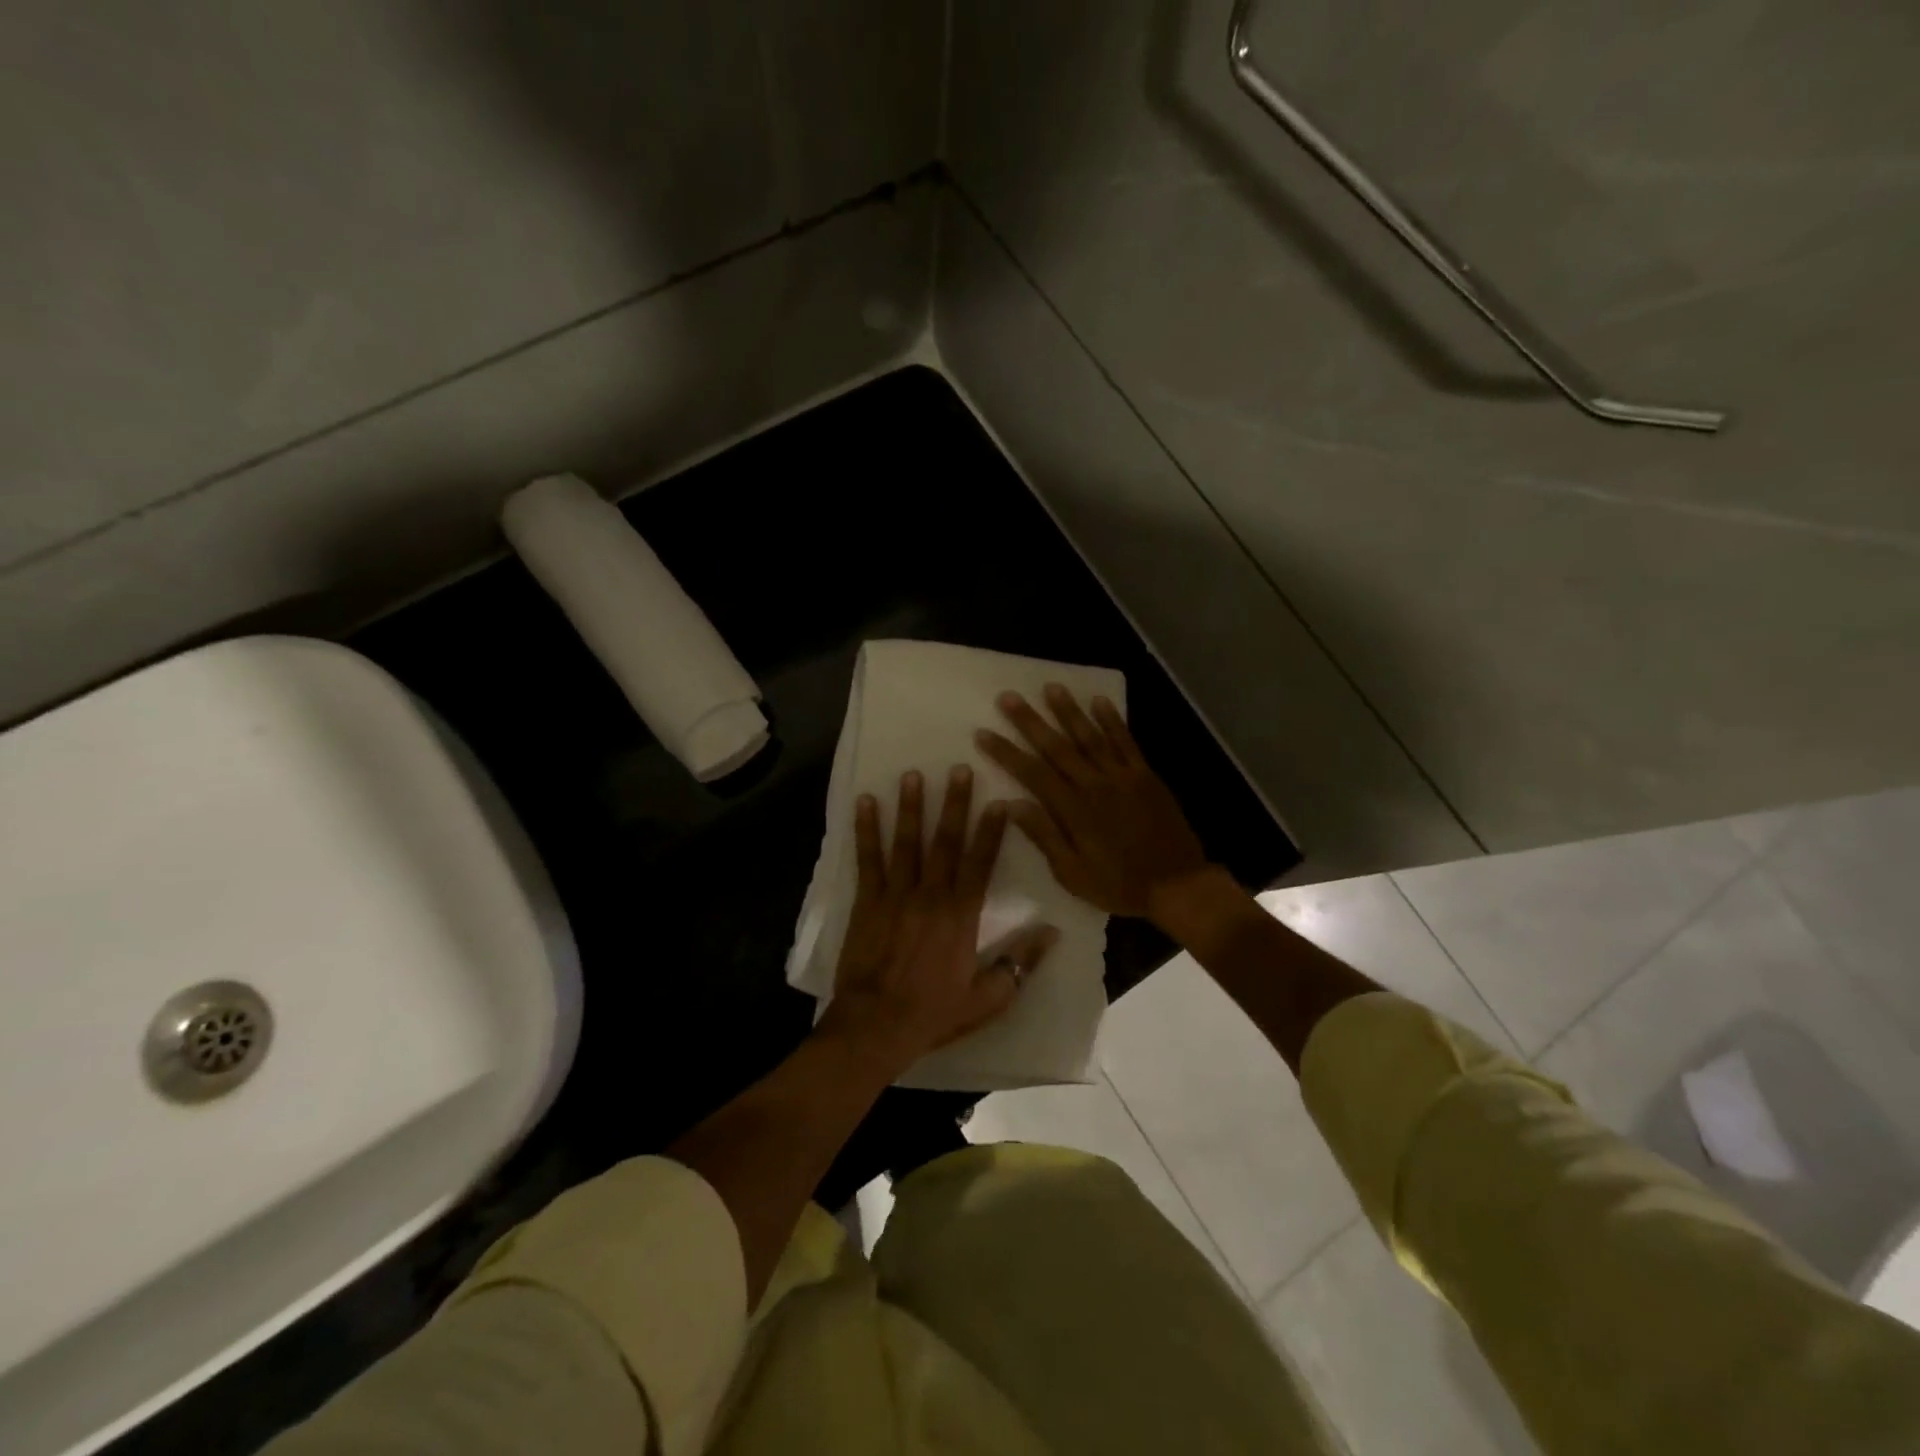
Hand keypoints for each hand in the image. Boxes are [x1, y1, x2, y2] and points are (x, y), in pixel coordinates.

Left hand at [824, 766, 1056, 1072]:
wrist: (875, 1025)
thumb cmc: (934, 1013)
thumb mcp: (988, 998)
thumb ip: (1019, 962)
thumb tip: (1052, 932)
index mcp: (961, 915)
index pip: (981, 863)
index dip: (991, 831)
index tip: (999, 801)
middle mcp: (930, 895)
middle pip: (944, 842)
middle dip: (953, 804)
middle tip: (958, 768)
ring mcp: (895, 895)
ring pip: (906, 842)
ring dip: (910, 807)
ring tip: (912, 774)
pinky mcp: (866, 902)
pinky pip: (867, 859)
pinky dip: (866, 830)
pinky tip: (864, 803)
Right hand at [975, 685, 1210, 919]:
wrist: (1177, 885)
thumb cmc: (1120, 885)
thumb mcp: (1073, 874)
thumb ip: (1044, 836)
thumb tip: (1011, 805)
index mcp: (1072, 810)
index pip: (1031, 773)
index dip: (1006, 752)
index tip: (983, 732)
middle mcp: (1094, 784)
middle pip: (1056, 747)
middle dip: (1030, 721)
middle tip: (1008, 697)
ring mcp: (1122, 776)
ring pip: (1090, 736)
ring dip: (1069, 711)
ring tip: (1051, 687)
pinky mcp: (1145, 775)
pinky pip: (1126, 742)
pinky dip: (1113, 720)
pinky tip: (1100, 701)